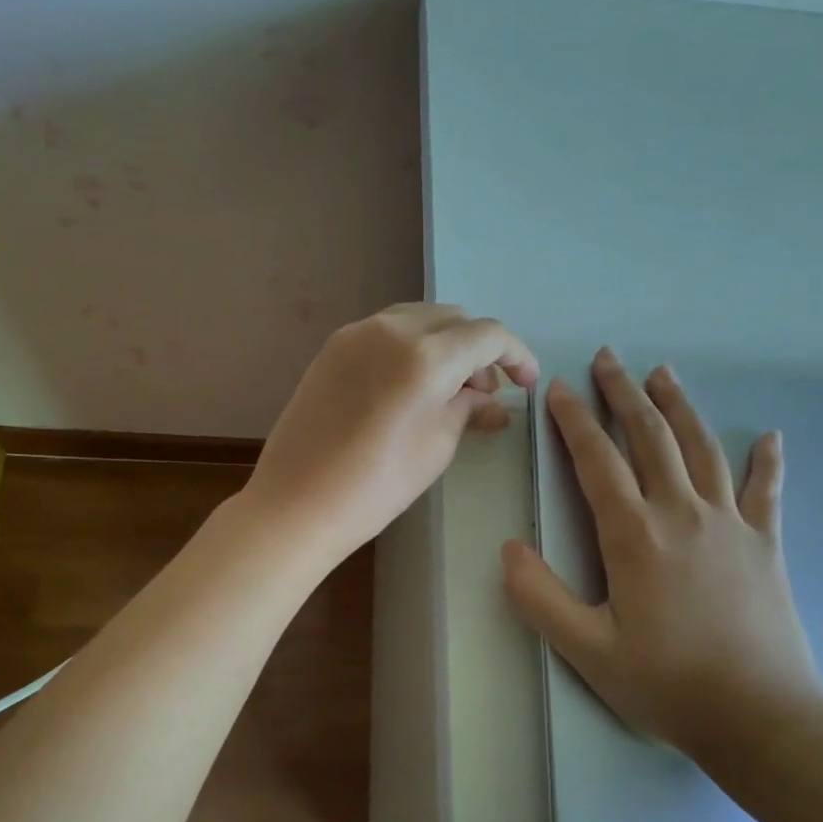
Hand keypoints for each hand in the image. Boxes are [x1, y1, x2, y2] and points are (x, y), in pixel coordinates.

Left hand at [243, 303, 539, 567]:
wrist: (296, 502)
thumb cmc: (376, 486)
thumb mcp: (437, 446)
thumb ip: (466, 407)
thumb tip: (488, 397)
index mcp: (426, 356)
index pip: (487, 336)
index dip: (516, 355)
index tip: (526, 383)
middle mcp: (392, 329)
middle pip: (454, 318)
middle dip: (479, 348)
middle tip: (485, 391)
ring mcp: (357, 333)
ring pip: (419, 319)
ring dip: (446, 342)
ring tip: (450, 387)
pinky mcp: (333, 346)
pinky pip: (387, 330)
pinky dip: (412, 345)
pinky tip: (412, 382)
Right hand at [501, 349, 822, 768]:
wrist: (761, 719)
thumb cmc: (667, 683)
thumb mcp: (587, 650)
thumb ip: (540, 597)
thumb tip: (509, 547)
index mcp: (634, 534)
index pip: (597, 460)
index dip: (574, 420)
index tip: (558, 387)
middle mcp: (681, 512)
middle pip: (650, 437)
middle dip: (624, 394)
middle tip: (608, 358)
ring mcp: (729, 523)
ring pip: (701, 448)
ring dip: (679, 406)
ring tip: (664, 373)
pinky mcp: (766, 543)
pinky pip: (767, 491)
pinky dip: (767, 461)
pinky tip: (770, 436)